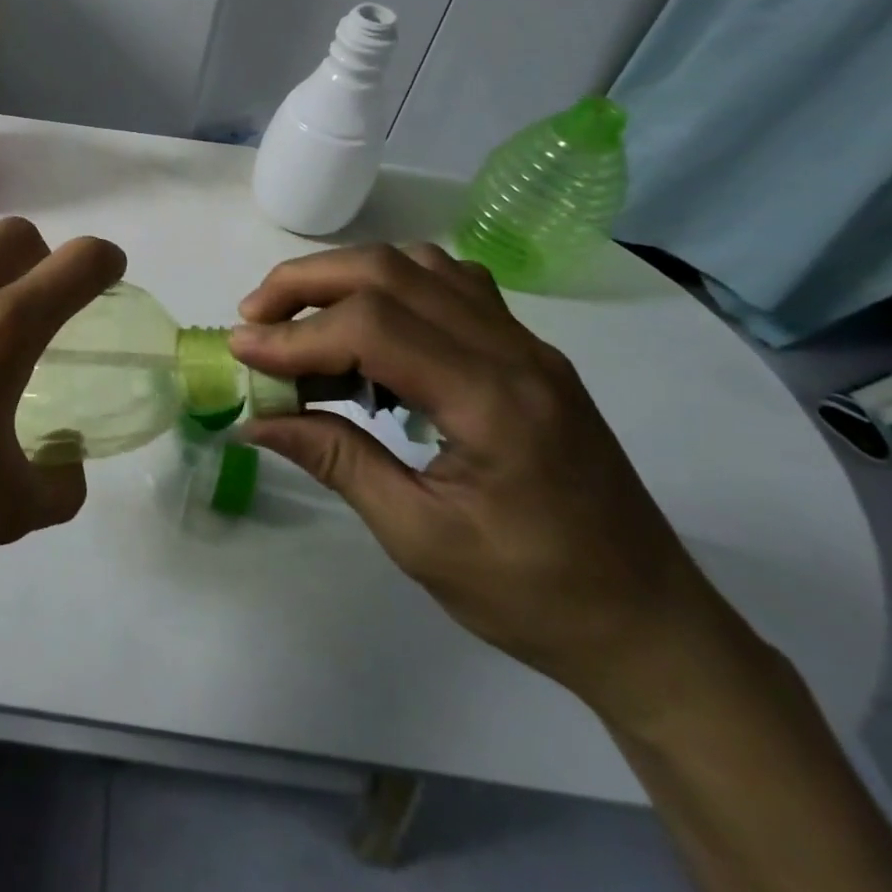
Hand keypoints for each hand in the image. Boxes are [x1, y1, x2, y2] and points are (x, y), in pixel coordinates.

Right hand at [231, 244, 730, 718]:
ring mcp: (527, 345)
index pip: (374, 328)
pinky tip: (368, 327)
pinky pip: (450, 285)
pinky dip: (392, 285)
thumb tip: (255, 418)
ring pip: (421, 265)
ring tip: (300, 317)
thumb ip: (335, 460)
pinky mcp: (528, 353)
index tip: (242, 353)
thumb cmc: (534, 596)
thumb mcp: (420, 539)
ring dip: (348, 276)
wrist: (650, 626)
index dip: (296, 334)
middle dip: (308, 282)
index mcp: (494, 402)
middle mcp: (515, 352)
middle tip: (255, 317)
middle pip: (391, 271)